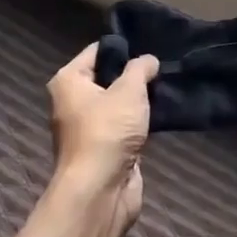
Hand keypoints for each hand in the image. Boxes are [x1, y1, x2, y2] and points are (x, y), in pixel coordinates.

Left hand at [46, 43, 158, 236]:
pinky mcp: (106, 149)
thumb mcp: (129, 90)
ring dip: (140, 100)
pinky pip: (126, 126)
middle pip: (108, 77)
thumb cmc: (107, 131)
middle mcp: (73, 102)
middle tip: (163, 65)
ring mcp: (89, 128)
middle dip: (134, 74)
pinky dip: (141, 123)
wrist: (99, 191)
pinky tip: (163, 113)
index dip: (123, 47)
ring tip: (168, 86)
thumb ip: (141, 69)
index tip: (150, 44)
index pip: (97, 51)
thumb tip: (149, 59)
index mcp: (69, 81)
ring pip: (119, 104)